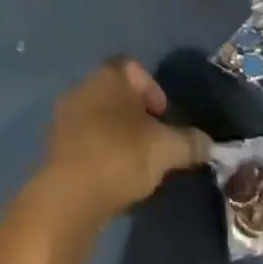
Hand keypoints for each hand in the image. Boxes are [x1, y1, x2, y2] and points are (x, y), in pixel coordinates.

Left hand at [38, 57, 210, 220]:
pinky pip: (84, 140)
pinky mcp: (54, 145)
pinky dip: (100, 151)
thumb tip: (208, 144)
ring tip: (135, 163)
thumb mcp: (167, 149)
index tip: (164, 117)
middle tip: (153, 141)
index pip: (133, 67)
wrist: (69, 195)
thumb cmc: (121, 155)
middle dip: (136, 114)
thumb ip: (190, 142)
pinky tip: (112, 176)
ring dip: (117, 134)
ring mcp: (64, 116)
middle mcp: (82, 87)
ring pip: (99, 116)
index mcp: (108, 76)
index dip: (152, 89)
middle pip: (115, 92)